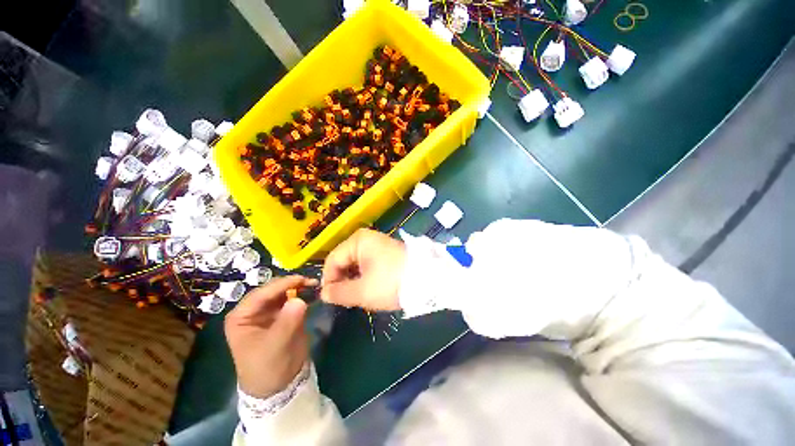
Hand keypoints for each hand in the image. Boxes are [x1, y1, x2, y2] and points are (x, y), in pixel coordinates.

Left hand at [224, 276, 314, 398]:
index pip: (261, 294)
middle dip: (291, 284)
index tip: (301, 279)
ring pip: (284, 292)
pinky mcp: (283, 314)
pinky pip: (293, 299)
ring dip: (299, 287)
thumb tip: (300, 300)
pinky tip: (313, 292)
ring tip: (314, 284)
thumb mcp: (275, 347)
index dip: (281, 285)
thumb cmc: (267, 368)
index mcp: (241, 317)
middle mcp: (254, 310)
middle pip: (273, 290)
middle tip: (311, 281)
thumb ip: (286, 322)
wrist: (279, 385)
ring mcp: (269, 311)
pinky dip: (303, 294)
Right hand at [321, 228, 405, 310]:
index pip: (332, 260)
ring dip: (353, 280)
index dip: (328, 281)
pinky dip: (365, 276)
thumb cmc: (391, 282)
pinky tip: (370, 288)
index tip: (330, 299)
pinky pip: (367, 263)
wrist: (427, 278)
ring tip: (358, 296)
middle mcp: (366, 238)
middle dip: (342, 280)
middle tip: (346, 300)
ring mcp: (377, 244)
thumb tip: (324, 294)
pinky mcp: (386, 252)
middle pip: (344, 260)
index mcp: (357, 241)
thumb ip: (339, 293)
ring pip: (356, 263)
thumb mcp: (362, 291)